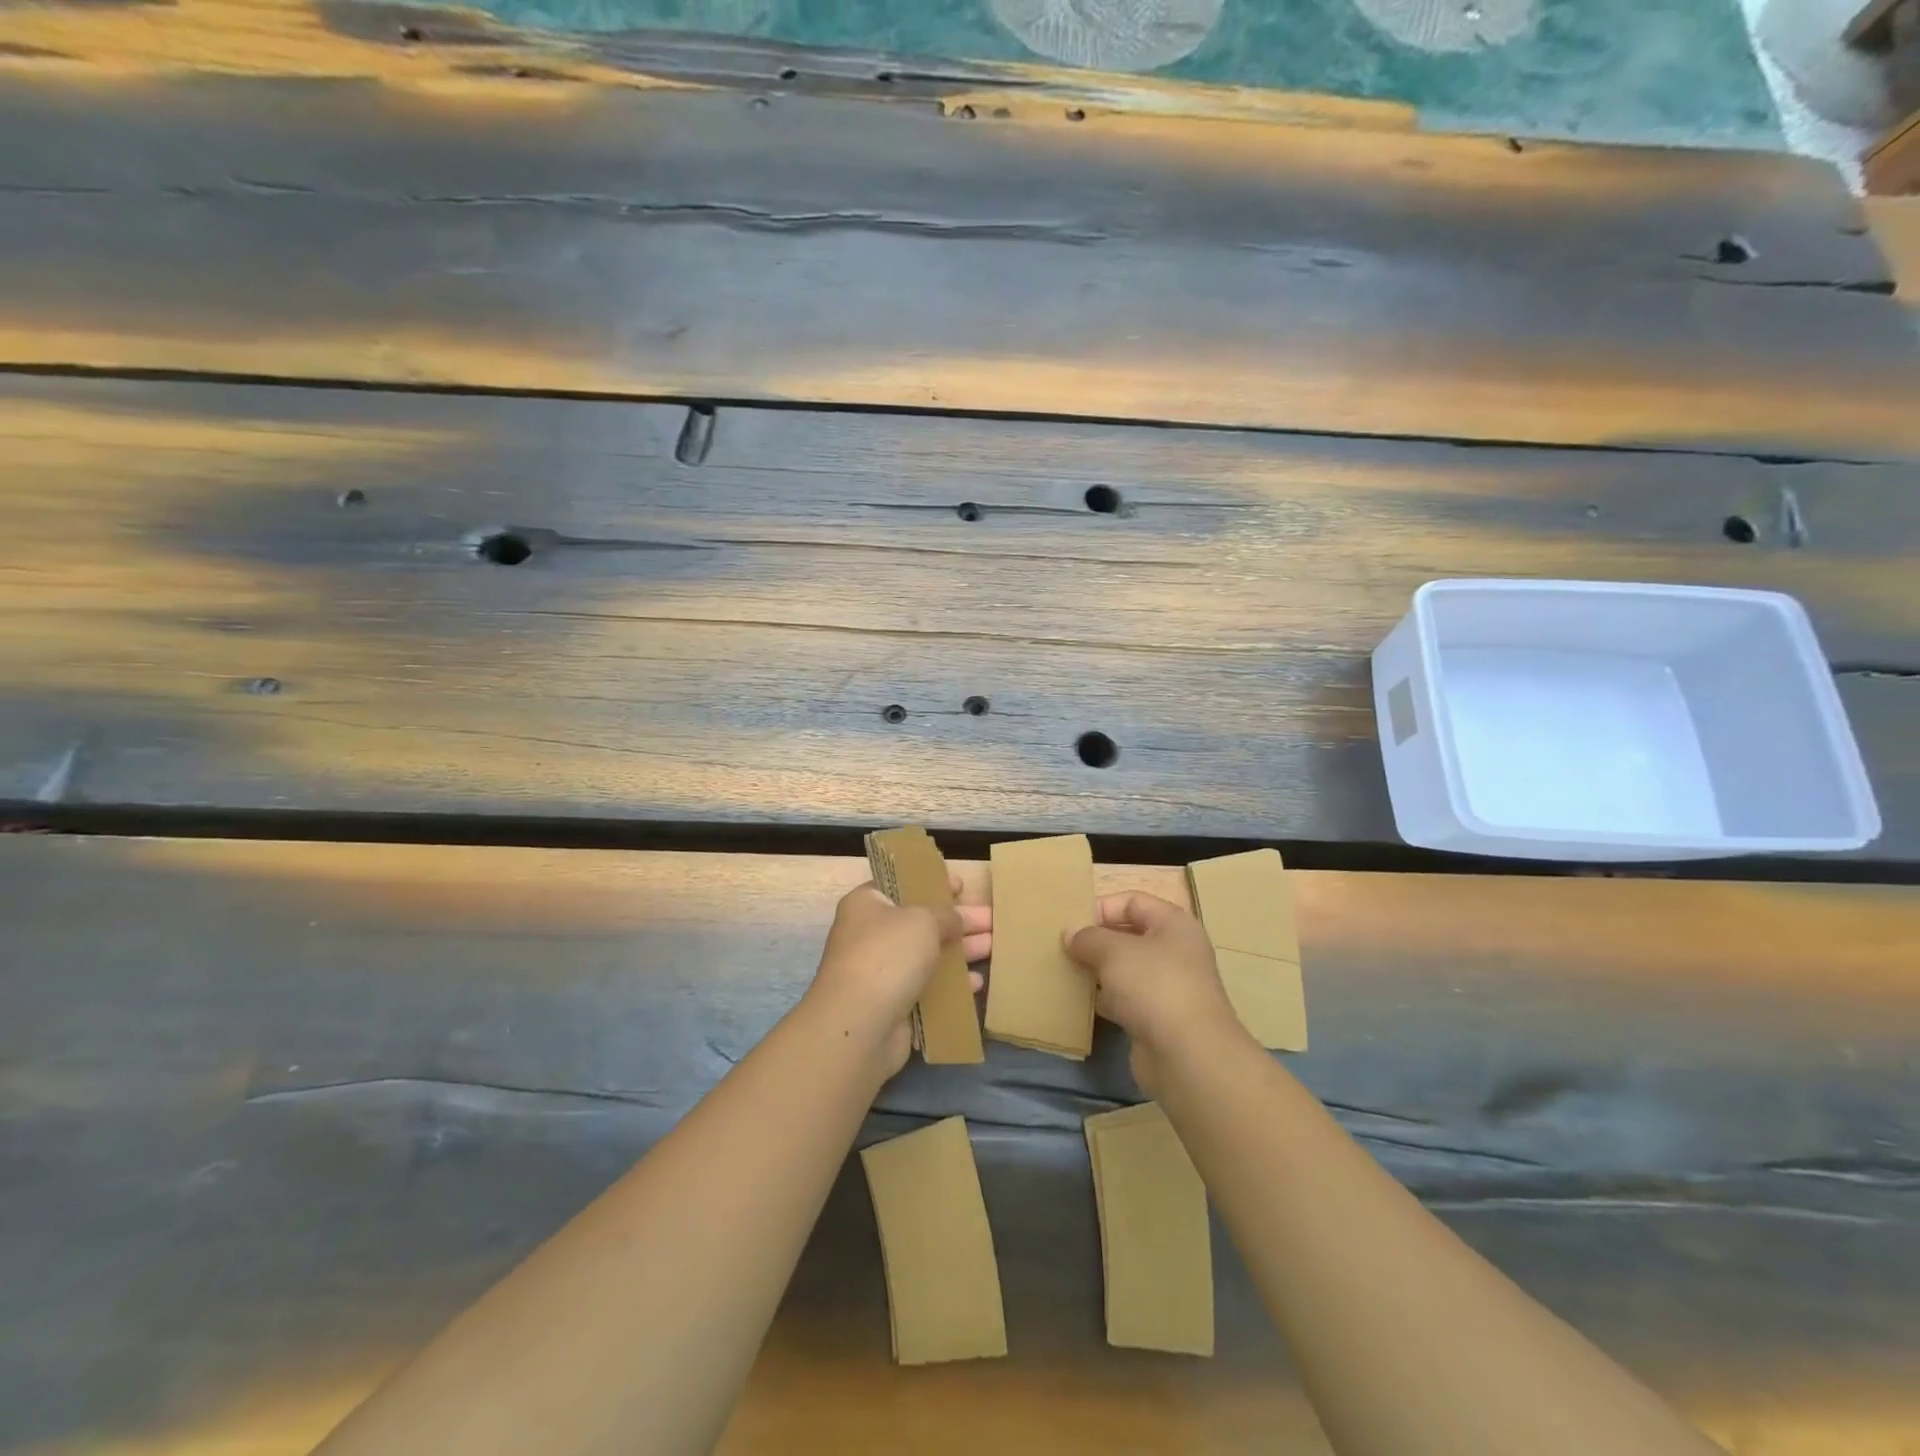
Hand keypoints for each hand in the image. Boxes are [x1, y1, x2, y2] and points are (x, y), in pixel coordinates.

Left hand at [804, 878, 990, 1075]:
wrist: (860, 1024)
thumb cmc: (888, 955)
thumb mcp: (923, 920)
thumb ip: (946, 915)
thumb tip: (956, 920)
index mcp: (868, 904)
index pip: (902, 884)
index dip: (932, 883)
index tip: (962, 886)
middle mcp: (872, 935)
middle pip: (922, 922)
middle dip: (958, 921)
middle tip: (992, 919)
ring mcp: (882, 972)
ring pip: (928, 956)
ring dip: (961, 952)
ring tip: (995, 947)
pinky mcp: (894, 1004)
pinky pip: (929, 988)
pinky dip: (952, 985)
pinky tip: (977, 983)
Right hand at [1065, 891, 1243, 1094]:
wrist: (1188, 1056)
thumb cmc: (1154, 986)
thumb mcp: (1114, 951)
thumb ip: (1089, 937)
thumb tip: (1071, 933)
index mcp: (1174, 924)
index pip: (1133, 901)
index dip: (1102, 907)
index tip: (1072, 923)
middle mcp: (1176, 951)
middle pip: (1130, 935)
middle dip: (1097, 941)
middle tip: (1064, 948)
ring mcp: (1169, 988)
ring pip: (1126, 970)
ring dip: (1098, 971)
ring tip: (1067, 972)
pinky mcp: (1159, 1019)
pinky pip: (1126, 1000)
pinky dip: (1106, 1000)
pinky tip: (1082, 1003)